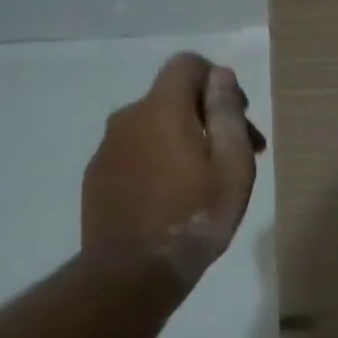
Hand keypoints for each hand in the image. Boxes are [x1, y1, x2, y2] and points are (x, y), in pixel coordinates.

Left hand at [82, 52, 263, 288]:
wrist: (133, 272)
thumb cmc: (195, 217)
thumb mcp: (232, 167)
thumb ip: (227, 115)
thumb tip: (220, 75)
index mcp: (162, 109)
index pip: (187, 65)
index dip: (217, 80)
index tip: (238, 116)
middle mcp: (128, 118)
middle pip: (173, 98)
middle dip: (209, 116)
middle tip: (240, 156)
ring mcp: (107, 147)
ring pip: (154, 126)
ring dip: (184, 140)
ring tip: (208, 181)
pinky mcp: (98, 175)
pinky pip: (136, 151)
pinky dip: (159, 160)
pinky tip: (174, 196)